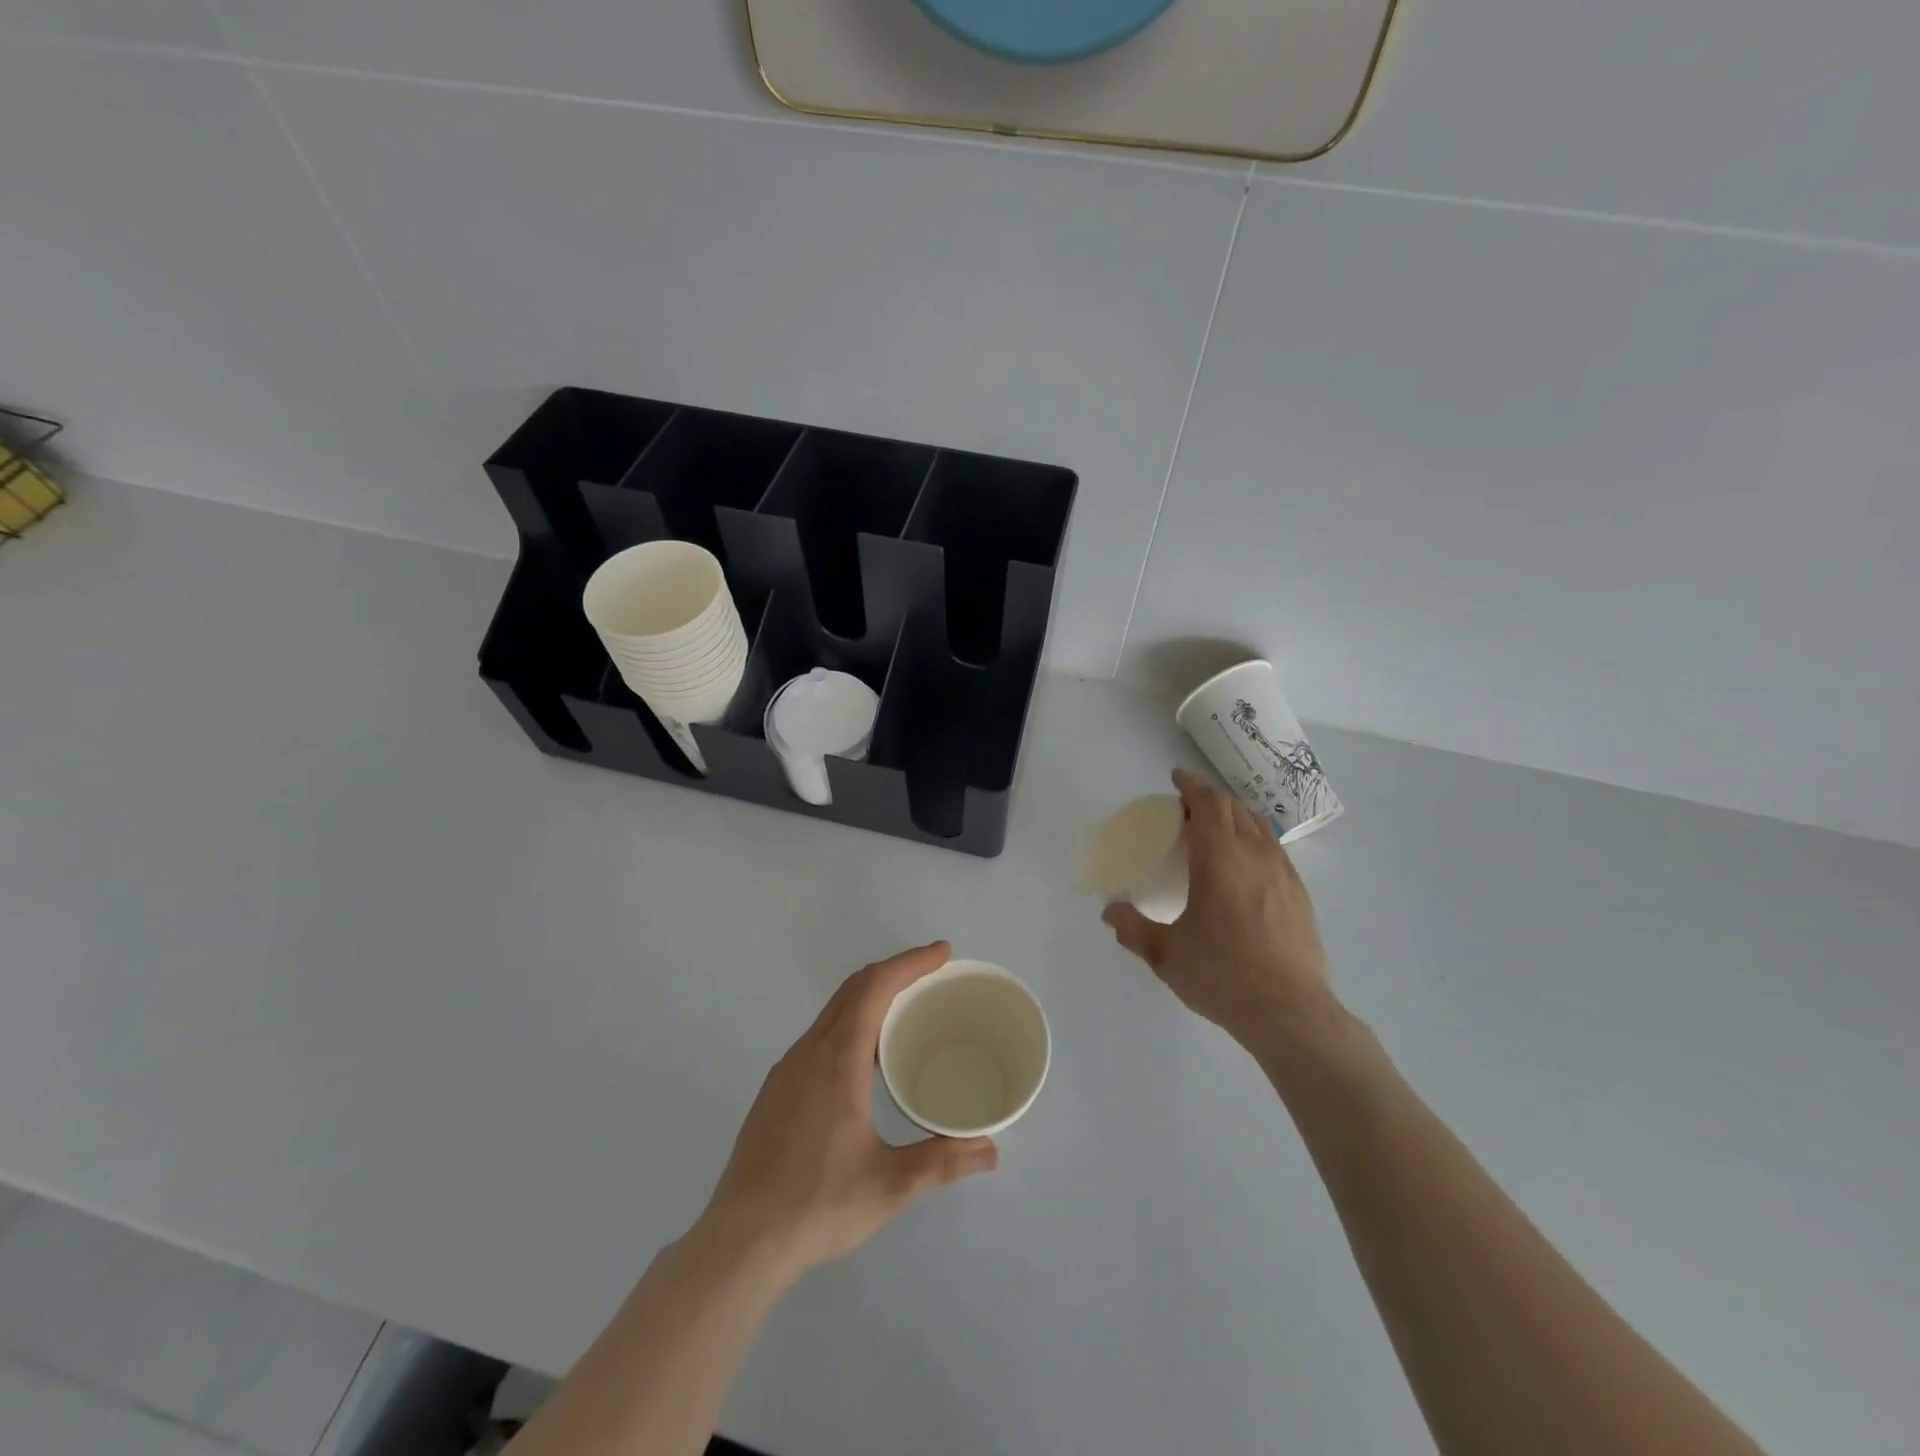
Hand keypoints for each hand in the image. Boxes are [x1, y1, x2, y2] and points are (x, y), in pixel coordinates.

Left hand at [696, 942, 997, 1283]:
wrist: (740, 1242)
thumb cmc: (817, 1205)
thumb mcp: (890, 1185)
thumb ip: (942, 1162)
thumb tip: (990, 1151)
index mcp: (837, 1059)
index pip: (875, 987)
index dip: (911, 962)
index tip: (943, 953)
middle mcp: (809, 1052)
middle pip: (853, 989)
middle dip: (895, 971)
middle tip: (933, 975)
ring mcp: (787, 1070)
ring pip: (833, 1011)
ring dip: (870, 997)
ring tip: (906, 1012)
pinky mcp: (776, 1091)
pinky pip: (819, 1035)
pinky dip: (851, 1023)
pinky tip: (866, 1059)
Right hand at [1103, 768, 1338, 1049]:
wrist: (1291, 1014)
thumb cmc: (1223, 976)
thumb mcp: (1166, 955)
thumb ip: (1133, 929)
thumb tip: (1110, 912)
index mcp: (1221, 860)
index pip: (1209, 805)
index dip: (1192, 786)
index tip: (1177, 778)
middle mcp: (1256, 856)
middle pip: (1236, 809)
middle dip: (1211, 799)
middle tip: (1188, 807)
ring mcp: (1284, 875)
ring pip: (1259, 827)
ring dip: (1235, 817)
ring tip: (1216, 829)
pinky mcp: (1300, 896)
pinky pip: (1274, 850)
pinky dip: (1254, 840)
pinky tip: (1245, 865)